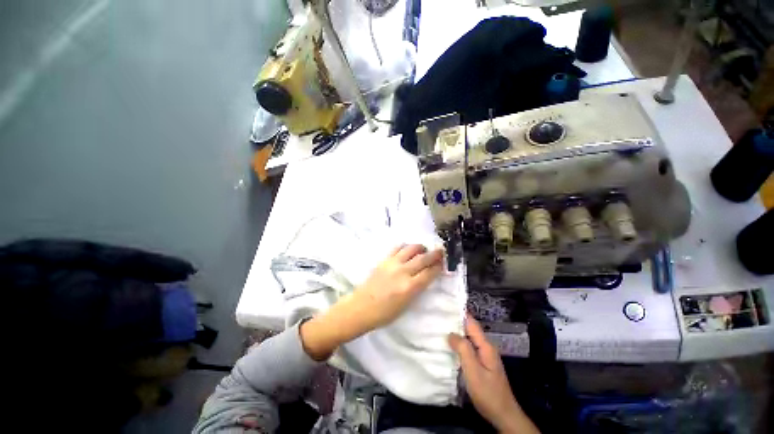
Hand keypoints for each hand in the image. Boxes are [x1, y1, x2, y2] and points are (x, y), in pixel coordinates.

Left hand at [301, 244, 443, 360]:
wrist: (361, 307)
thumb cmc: (384, 313)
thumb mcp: (406, 305)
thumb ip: (417, 289)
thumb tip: (426, 277)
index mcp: (410, 287)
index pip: (429, 272)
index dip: (438, 267)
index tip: (443, 263)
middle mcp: (403, 272)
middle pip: (423, 258)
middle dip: (434, 254)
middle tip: (440, 251)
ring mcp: (392, 263)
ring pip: (411, 249)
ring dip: (420, 248)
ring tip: (424, 249)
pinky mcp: (384, 260)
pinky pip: (397, 248)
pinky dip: (405, 247)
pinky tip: (407, 250)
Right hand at [448, 316, 539, 433]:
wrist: (503, 415)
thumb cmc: (488, 393)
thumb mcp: (473, 371)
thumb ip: (463, 349)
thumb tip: (451, 333)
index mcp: (485, 345)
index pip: (471, 323)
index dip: (459, 313)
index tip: (445, 306)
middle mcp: (486, 347)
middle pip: (470, 329)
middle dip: (456, 322)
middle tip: (438, 316)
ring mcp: (484, 356)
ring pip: (468, 338)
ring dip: (456, 333)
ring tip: (440, 328)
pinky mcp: (481, 364)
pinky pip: (469, 348)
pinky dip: (459, 344)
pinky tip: (449, 346)